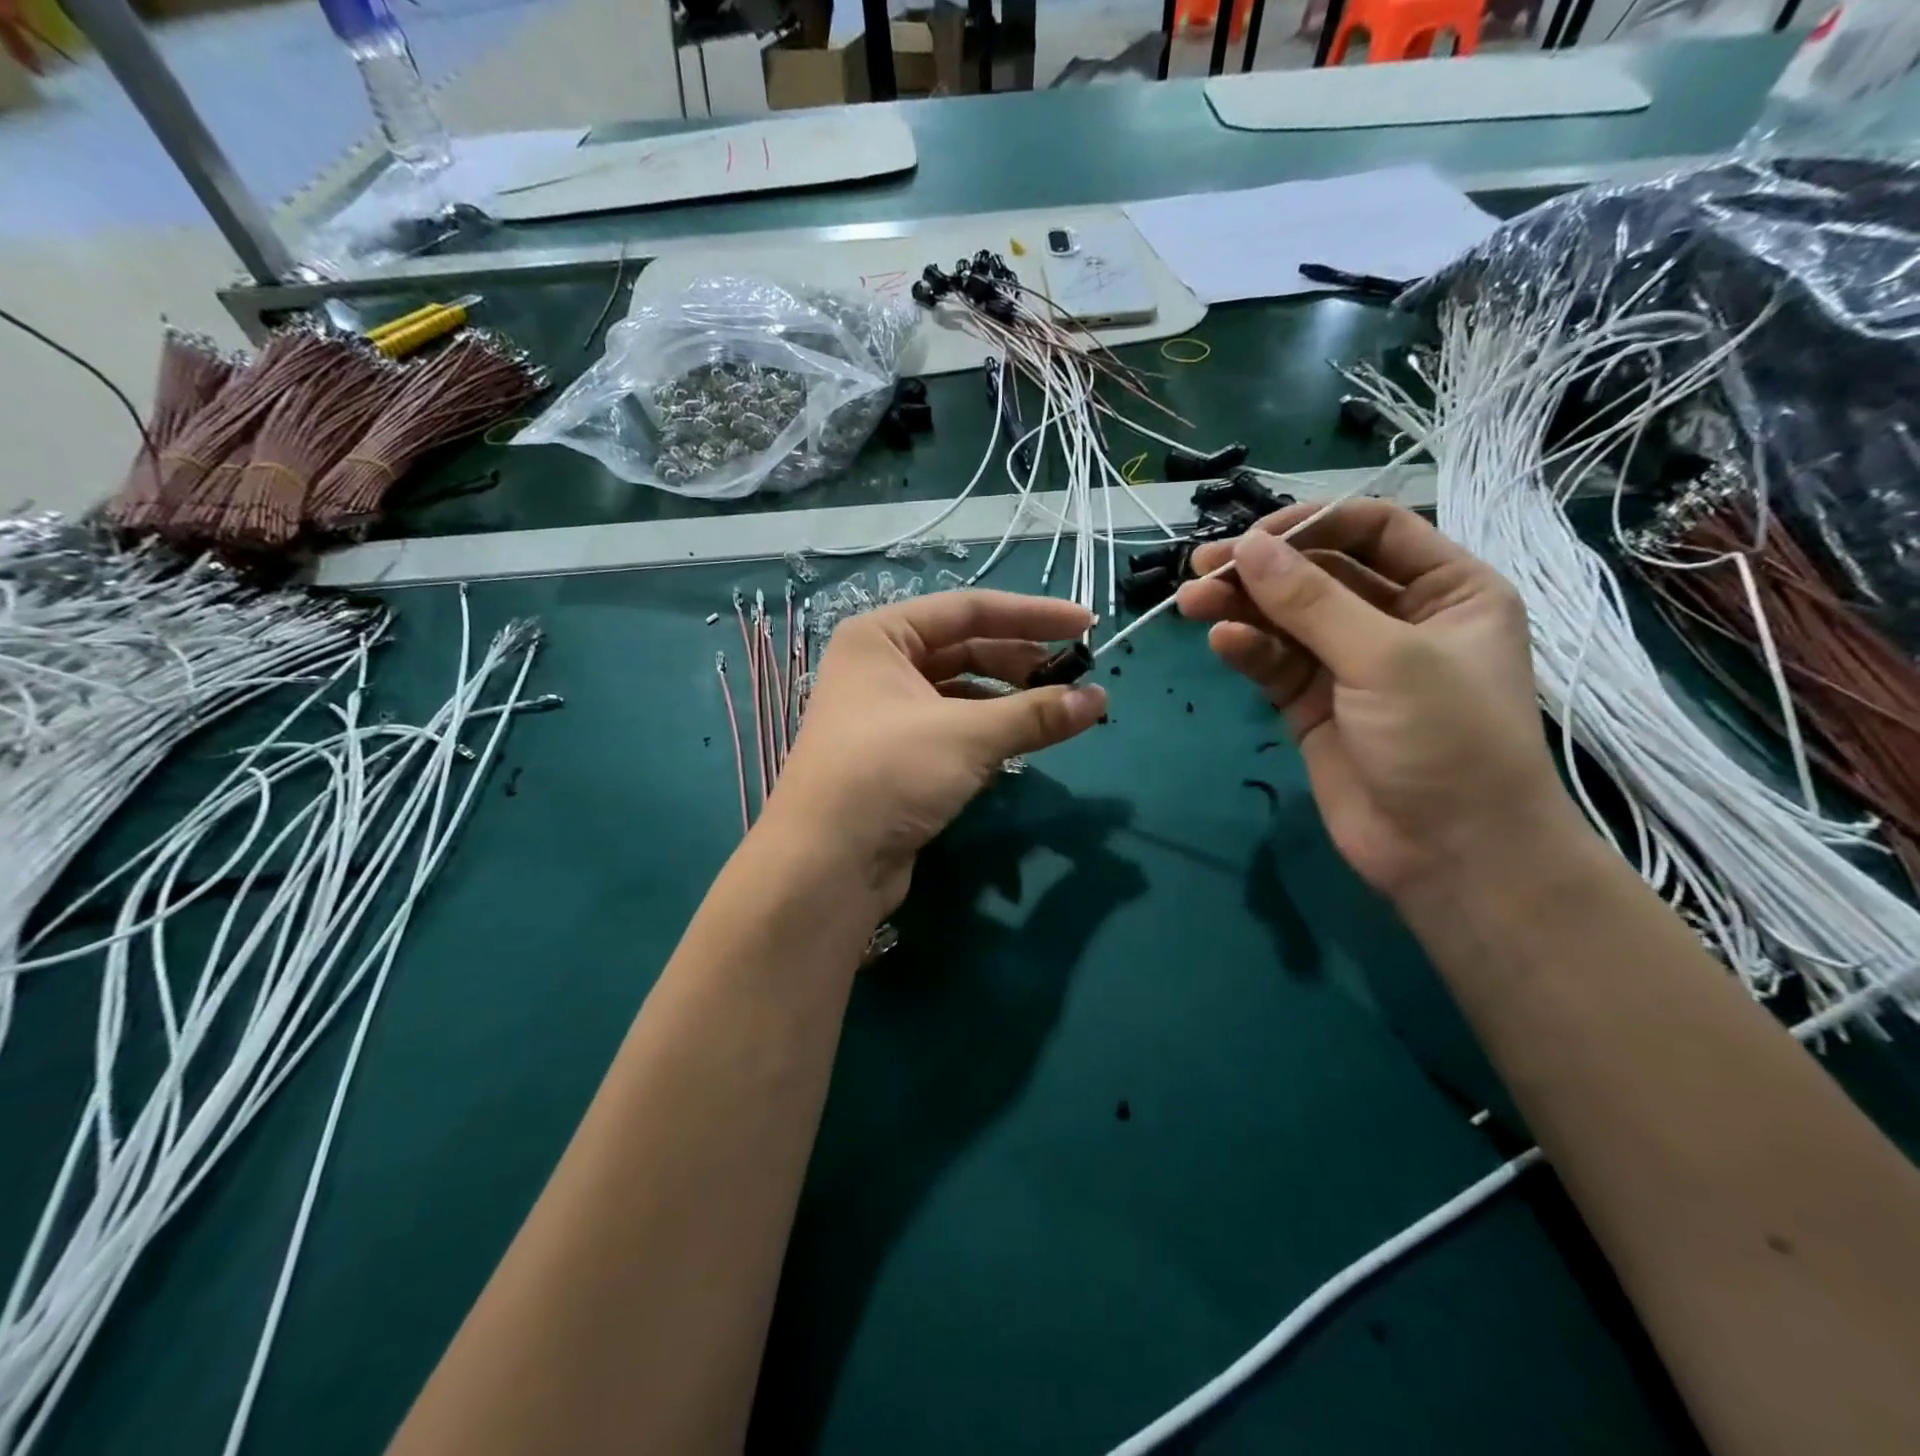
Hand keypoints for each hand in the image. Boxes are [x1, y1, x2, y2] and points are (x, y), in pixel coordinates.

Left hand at [764, 590, 1107, 911]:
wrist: (826, 865)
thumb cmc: (888, 774)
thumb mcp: (966, 735)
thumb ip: (1035, 713)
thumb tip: (1099, 700)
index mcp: (880, 637)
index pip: (968, 610)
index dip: (1032, 615)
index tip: (1086, 625)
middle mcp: (879, 667)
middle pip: (965, 650)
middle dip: (1022, 662)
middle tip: (1076, 677)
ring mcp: (886, 715)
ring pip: (961, 693)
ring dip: (1010, 701)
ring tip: (1059, 711)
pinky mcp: (898, 758)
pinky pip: (954, 730)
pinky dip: (990, 733)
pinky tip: (1023, 744)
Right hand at [1177, 499, 1585, 901]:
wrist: (1450, 853)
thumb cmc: (1446, 739)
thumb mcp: (1386, 658)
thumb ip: (1311, 602)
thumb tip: (1247, 546)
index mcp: (1447, 589)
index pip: (1372, 530)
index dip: (1311, 525)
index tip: (1251, 536)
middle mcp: (1398, 618)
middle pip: (1319, 574)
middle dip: (1262, 570)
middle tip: (1202, 569)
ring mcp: (1351, 664)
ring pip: (1287, 620)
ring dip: (1242, 608)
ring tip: (1192, 604)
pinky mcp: (1313, 704)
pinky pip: (1276, 663)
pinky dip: (1248, 650)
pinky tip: (1223, 643)